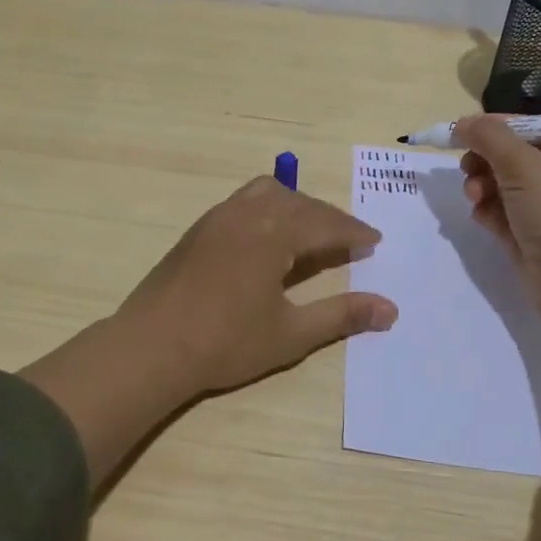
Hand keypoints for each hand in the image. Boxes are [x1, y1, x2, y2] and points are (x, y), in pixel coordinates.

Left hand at [22, 179, 396, 489]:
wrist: (151, 347)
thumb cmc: (225, 343)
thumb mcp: (291, 334)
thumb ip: (341, 315)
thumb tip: (390, 309)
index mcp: (272, 234)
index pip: (325, 223)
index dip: (353, 232)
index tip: (374, 241)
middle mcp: (246, 214)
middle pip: (299, 203)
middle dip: (328, 218)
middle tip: (349, 240)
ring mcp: (217, 218)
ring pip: (267, 193)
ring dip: (296, 205)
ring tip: (311, 231)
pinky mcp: (198, 229)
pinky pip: (243, 201)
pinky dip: (268, 208)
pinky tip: (268, 236)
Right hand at [455, 115, 540, 339]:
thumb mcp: (524, 165)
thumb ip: (490, 137)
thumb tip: (463, 121)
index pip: (531, 128)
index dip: (497, 128)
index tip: (464, 133)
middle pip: (513, 158)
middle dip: (485, 161)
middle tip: (467, 167)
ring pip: (504, 187)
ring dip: (482, 186)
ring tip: (474, 196)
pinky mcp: (531, 237)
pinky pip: (502, 215)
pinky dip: (488, 212)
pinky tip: (481, 217)